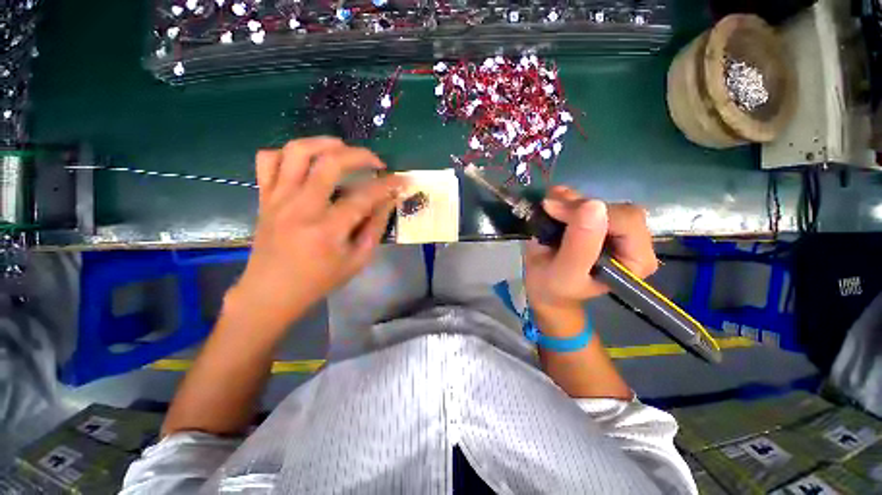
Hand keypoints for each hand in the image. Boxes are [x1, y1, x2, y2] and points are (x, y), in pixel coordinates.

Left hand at [226, 137, 406, 330]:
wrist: (271, 292)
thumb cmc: (319, 280)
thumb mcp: (357, 260)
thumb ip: (374, 228)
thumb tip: (389, 201)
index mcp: (327, 230)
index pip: (364, 197)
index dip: (387, 185)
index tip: (401, 180)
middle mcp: (301, 207)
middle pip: (330, 163)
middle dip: (360, 155)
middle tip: (376, 162)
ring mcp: (278, 199)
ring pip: (296, 152)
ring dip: (324, 143)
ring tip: (342, 149)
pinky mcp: (264, 197)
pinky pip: (267, 160)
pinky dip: (287, 153)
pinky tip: (305, 162)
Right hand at [523, 186, 657, 312]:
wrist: (544, 287)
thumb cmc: (554, 287)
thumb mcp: (565, 273)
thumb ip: (580, 246)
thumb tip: (594, 205)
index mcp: (636, 260)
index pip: (626, 222)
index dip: (590, 213)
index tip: (554, 212)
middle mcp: (633, 242)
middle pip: (614, 209)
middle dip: (579, 206)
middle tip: (549, 208)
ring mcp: (616, 230)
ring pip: (601, 202)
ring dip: (572, 200)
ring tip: (548, 204)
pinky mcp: (600, 222)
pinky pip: (589, 201)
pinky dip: (569, 198)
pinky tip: (554, 198)